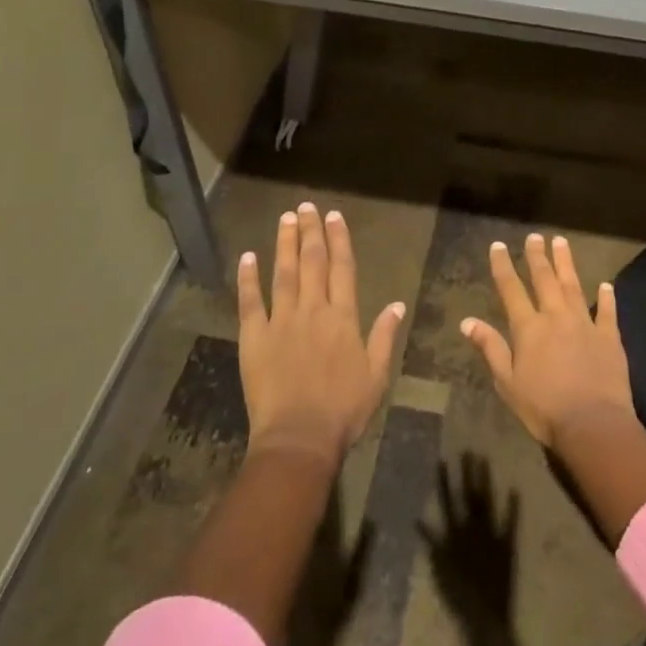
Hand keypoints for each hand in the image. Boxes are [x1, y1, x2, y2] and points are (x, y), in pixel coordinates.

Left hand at [238, 203, 404, 466]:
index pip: (342, 268)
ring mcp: (281, 321)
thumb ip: (385, 336)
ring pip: (284, 273)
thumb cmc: (343, 410)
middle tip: (307, 206)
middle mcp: (313, 310)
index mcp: (343, 317)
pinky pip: (250, 301)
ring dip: (285, 243)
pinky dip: (248, 278)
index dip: (339, 240)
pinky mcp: (255, 337)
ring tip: (285, 218)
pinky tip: (248, 257)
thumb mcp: (376, 375)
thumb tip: (397, 303)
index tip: (335, 216)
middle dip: (311, 231)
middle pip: (312, 262)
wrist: (299, 438)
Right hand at [419, 454, 521, 624]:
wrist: (485, 617)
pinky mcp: (507, 544)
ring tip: (484, 460)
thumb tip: (418, 521)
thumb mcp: (439, 570)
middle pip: (469, 496)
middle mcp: (473, 529)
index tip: (442, 460)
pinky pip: (510, 522)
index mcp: (455, 534)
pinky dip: (513, 507)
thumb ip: (431, 544)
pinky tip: (515, 488)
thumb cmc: (458, 597)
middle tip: (467, 450)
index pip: (448, 501)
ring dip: (485, 481)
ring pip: (487, 502)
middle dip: (467, 473)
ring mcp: (491, 535)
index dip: (445, 481)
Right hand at [460, 234, 634, 449]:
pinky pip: (607, 312)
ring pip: (573, 286)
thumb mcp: (507, 382)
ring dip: (566, 263)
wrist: (593, 424)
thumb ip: (491, 348)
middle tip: (535, 236)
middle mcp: (556, 317)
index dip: (503, 266)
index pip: (511, 289)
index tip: (498, 245)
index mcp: (528, 328)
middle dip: (537, 257)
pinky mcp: (609, 338)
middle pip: (544, 280)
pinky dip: (606, 297)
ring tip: (561, 242)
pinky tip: (606, 285)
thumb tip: (467, 321)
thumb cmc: (543, 408)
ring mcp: (585, 324)